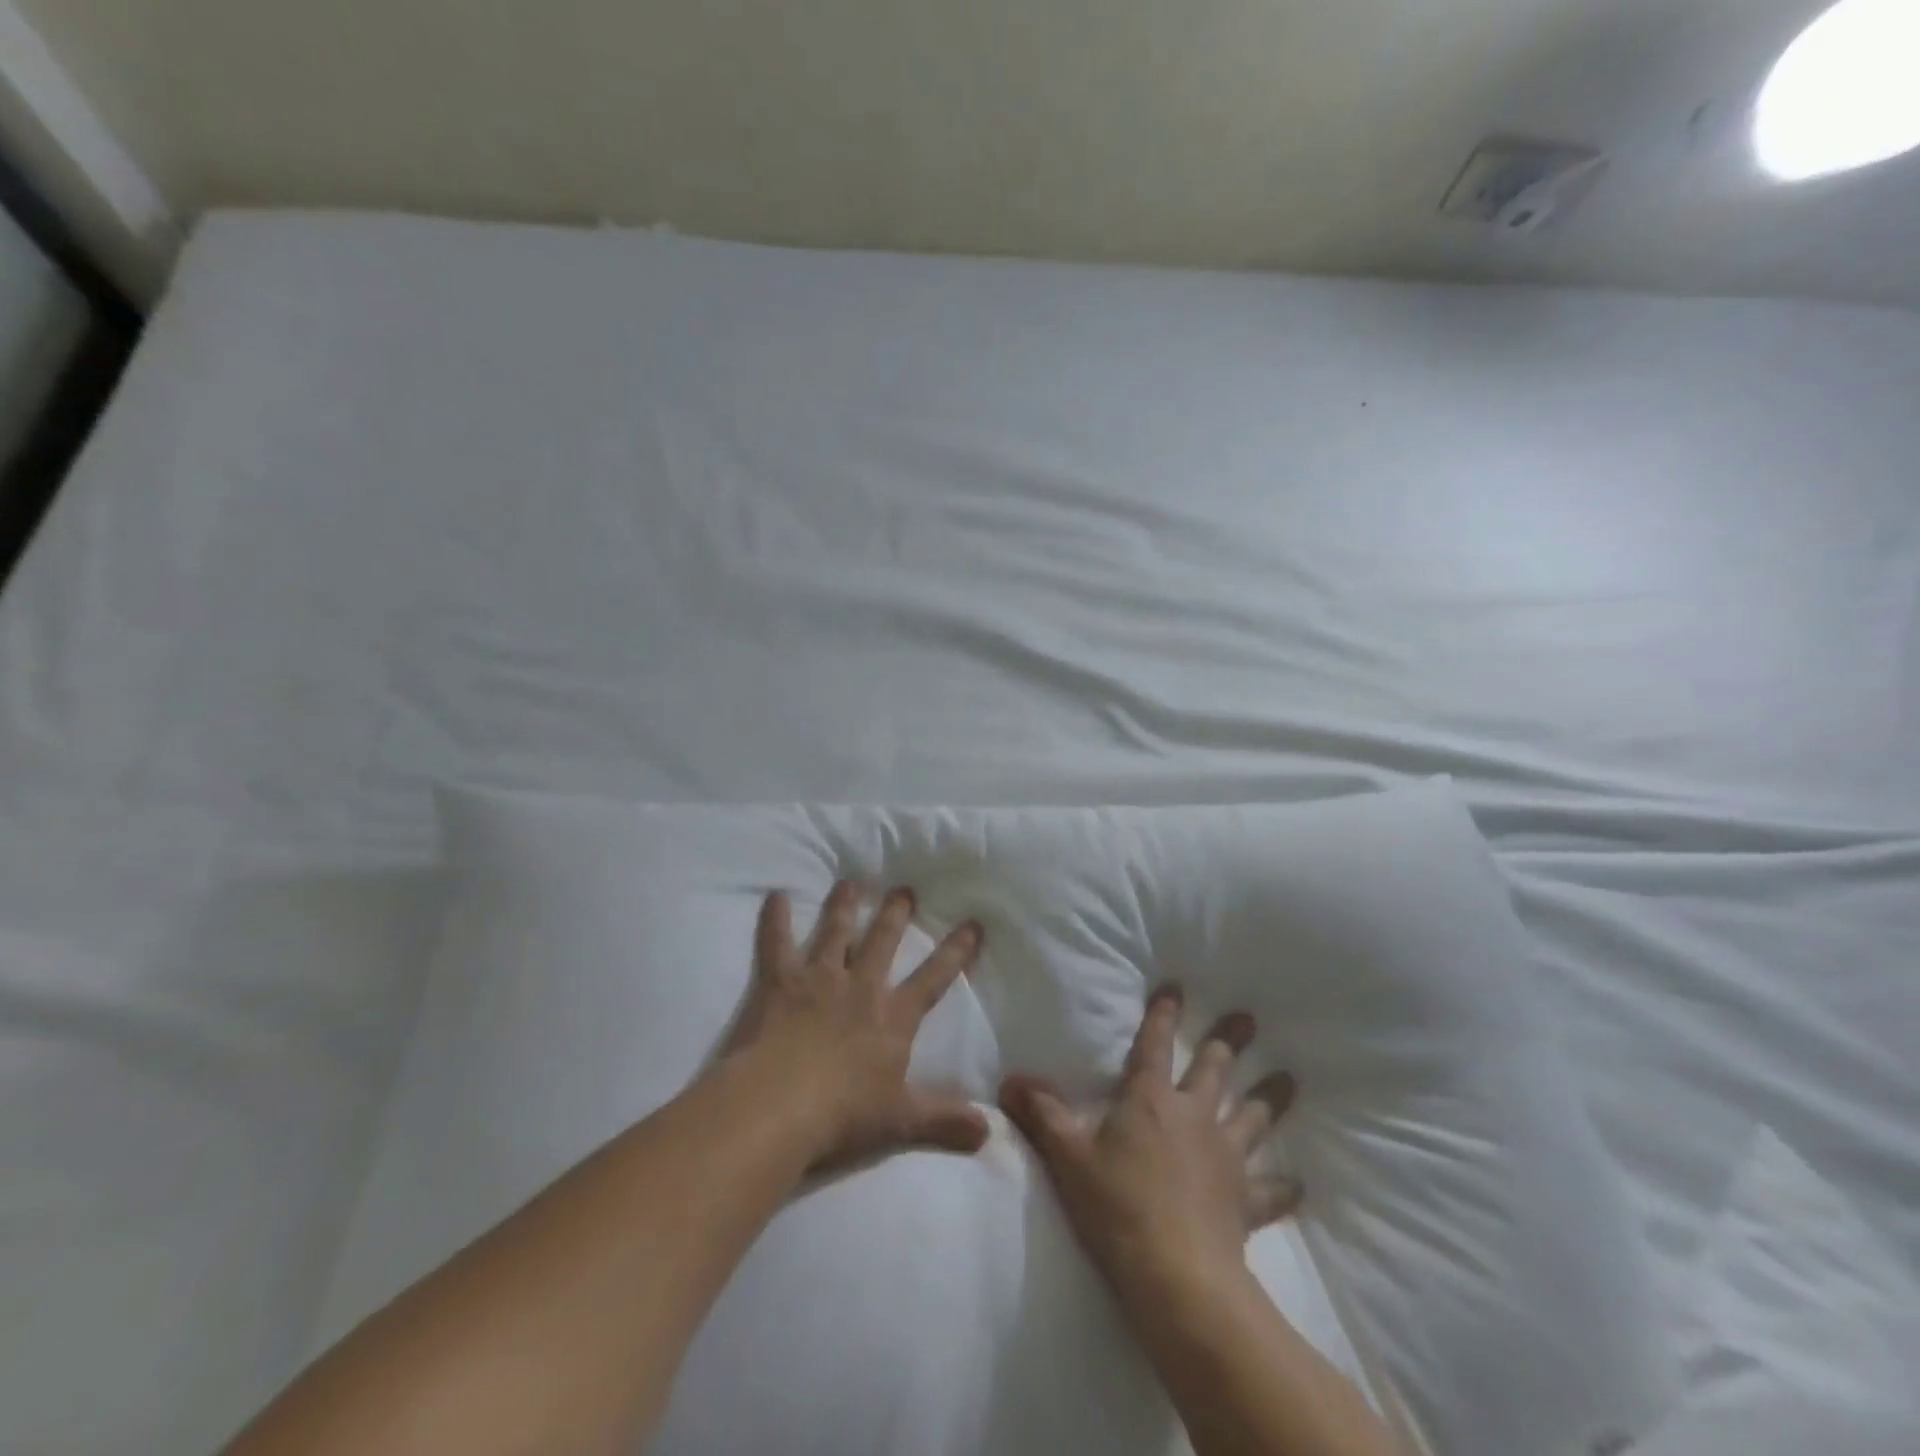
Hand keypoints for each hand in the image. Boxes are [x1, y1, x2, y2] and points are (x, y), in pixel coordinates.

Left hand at [725, 881, 990, 1171]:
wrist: (780, 1107)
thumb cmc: (843, 1114)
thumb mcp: (901, 1120)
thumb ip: (944, 1121)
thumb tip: (989, 1133)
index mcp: (892, 1017)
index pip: (932, 979)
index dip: (954, 952)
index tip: (971, 924)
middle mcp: (859, 988)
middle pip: (882, 943)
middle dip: (895, 915)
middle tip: (904, 889)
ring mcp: (818, 980)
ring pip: (835, 933)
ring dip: (844, 906)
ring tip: (850, 882)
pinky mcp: (780, 983)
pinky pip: (777, 944)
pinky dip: (775, 919)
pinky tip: (774, 895)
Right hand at [1000, 985, 1299, 1306]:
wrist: (1176, 1276)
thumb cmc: (1117, 1206)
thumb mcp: (1068, 1157)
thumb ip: (1042, 1115)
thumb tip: (1009, 1081)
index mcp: (1150, 1099)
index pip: (1155, 1045)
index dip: (1163, 1015)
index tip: (1176, 987)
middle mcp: (1193, 1116)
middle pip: (1215, 1069)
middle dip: (1229, 1041)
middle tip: (1248, 1018)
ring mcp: (1225, 1157)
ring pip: (1252, 1117)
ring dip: (1270, 1098)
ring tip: (1288, 1078)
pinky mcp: (1245, 1200)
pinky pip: (1270, 1190)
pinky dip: (1282, 1186)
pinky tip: (1298, 1183)